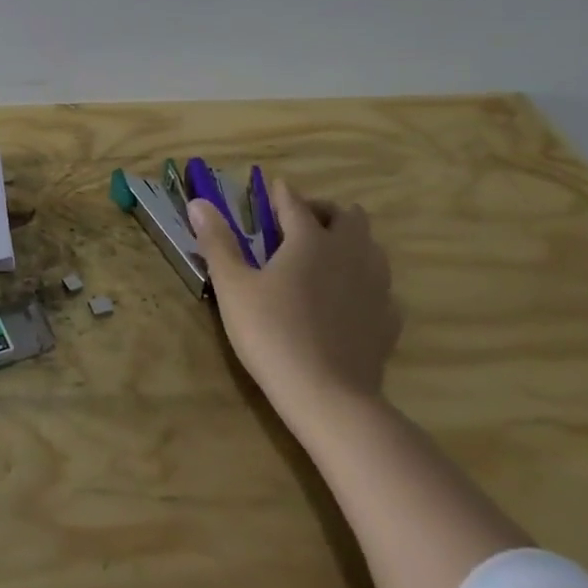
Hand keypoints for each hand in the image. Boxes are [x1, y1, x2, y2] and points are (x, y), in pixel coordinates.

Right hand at [187, 181, 400, 419]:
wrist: (328, 397)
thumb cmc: (272, 333)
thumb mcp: (233, 286)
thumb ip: (217, 242)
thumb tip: (199, 202)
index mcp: (310, 240)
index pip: (295, 203)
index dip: (280, 194)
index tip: (270, 190)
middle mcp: (349, 253)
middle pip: (348, 216)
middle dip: (323, 211)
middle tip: (297, 225)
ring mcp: (375, 286)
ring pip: (371, 247)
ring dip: (348, 242)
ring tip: (322, 258)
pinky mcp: (387, 319)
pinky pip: (380, 286)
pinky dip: (362, 280)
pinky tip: (345, 298)